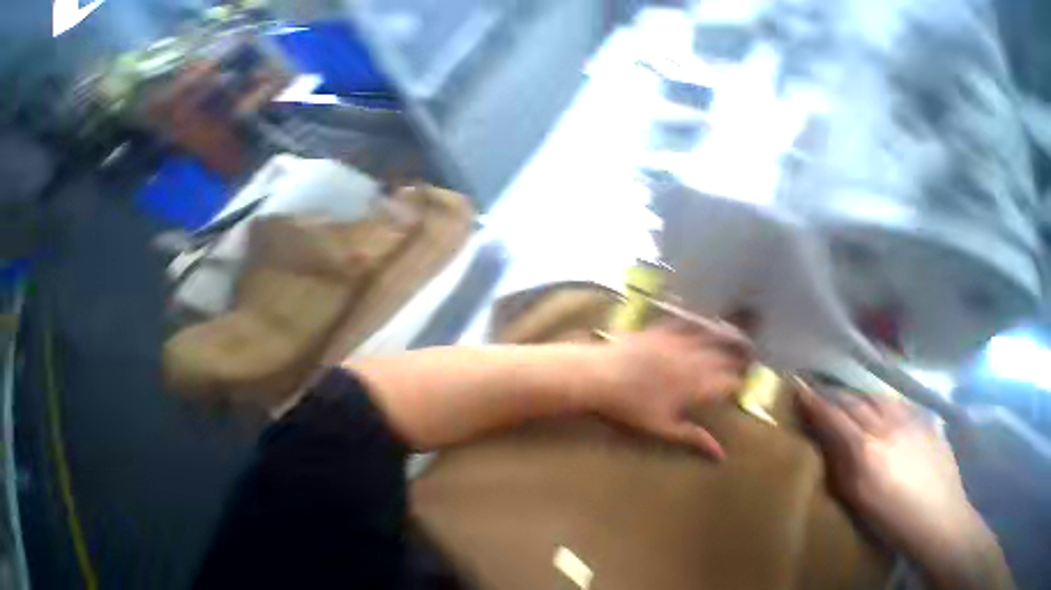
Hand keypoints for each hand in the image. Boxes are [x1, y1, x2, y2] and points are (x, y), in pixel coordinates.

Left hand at [589, 319, 752, 459]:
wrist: (600, 376)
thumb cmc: (631, 408)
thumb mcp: (663, 428)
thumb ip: (693, 437)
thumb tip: (720, 453)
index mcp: (695, 386)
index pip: (726, 383)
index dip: (738, 384)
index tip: (743, 385)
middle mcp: (692, 360)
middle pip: (721, 357)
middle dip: (736, 359)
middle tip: (747, 358)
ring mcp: (676, 342)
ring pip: (708, 337)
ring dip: (723, 337)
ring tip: (735, 336)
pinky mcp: (660, 330)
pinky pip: (684, 323)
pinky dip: (696, 322)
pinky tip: (701, 320)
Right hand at [797, 383, 1010, 588]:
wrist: (939, 516)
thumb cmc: (892, 519)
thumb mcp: (858, 501)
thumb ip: (841, 467)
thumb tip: (827, 443)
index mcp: (866, 449)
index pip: (834, 416)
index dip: (814, 400)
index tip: (797, 385)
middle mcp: (887, 424)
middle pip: (855, 401)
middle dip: (835, 396)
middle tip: (821, 394)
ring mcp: (910, 417)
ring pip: (877, 397)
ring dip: (860, 397)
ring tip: (850, 401)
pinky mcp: (926, 417)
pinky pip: (898, 402)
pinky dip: (883, 403)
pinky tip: (883, 411)